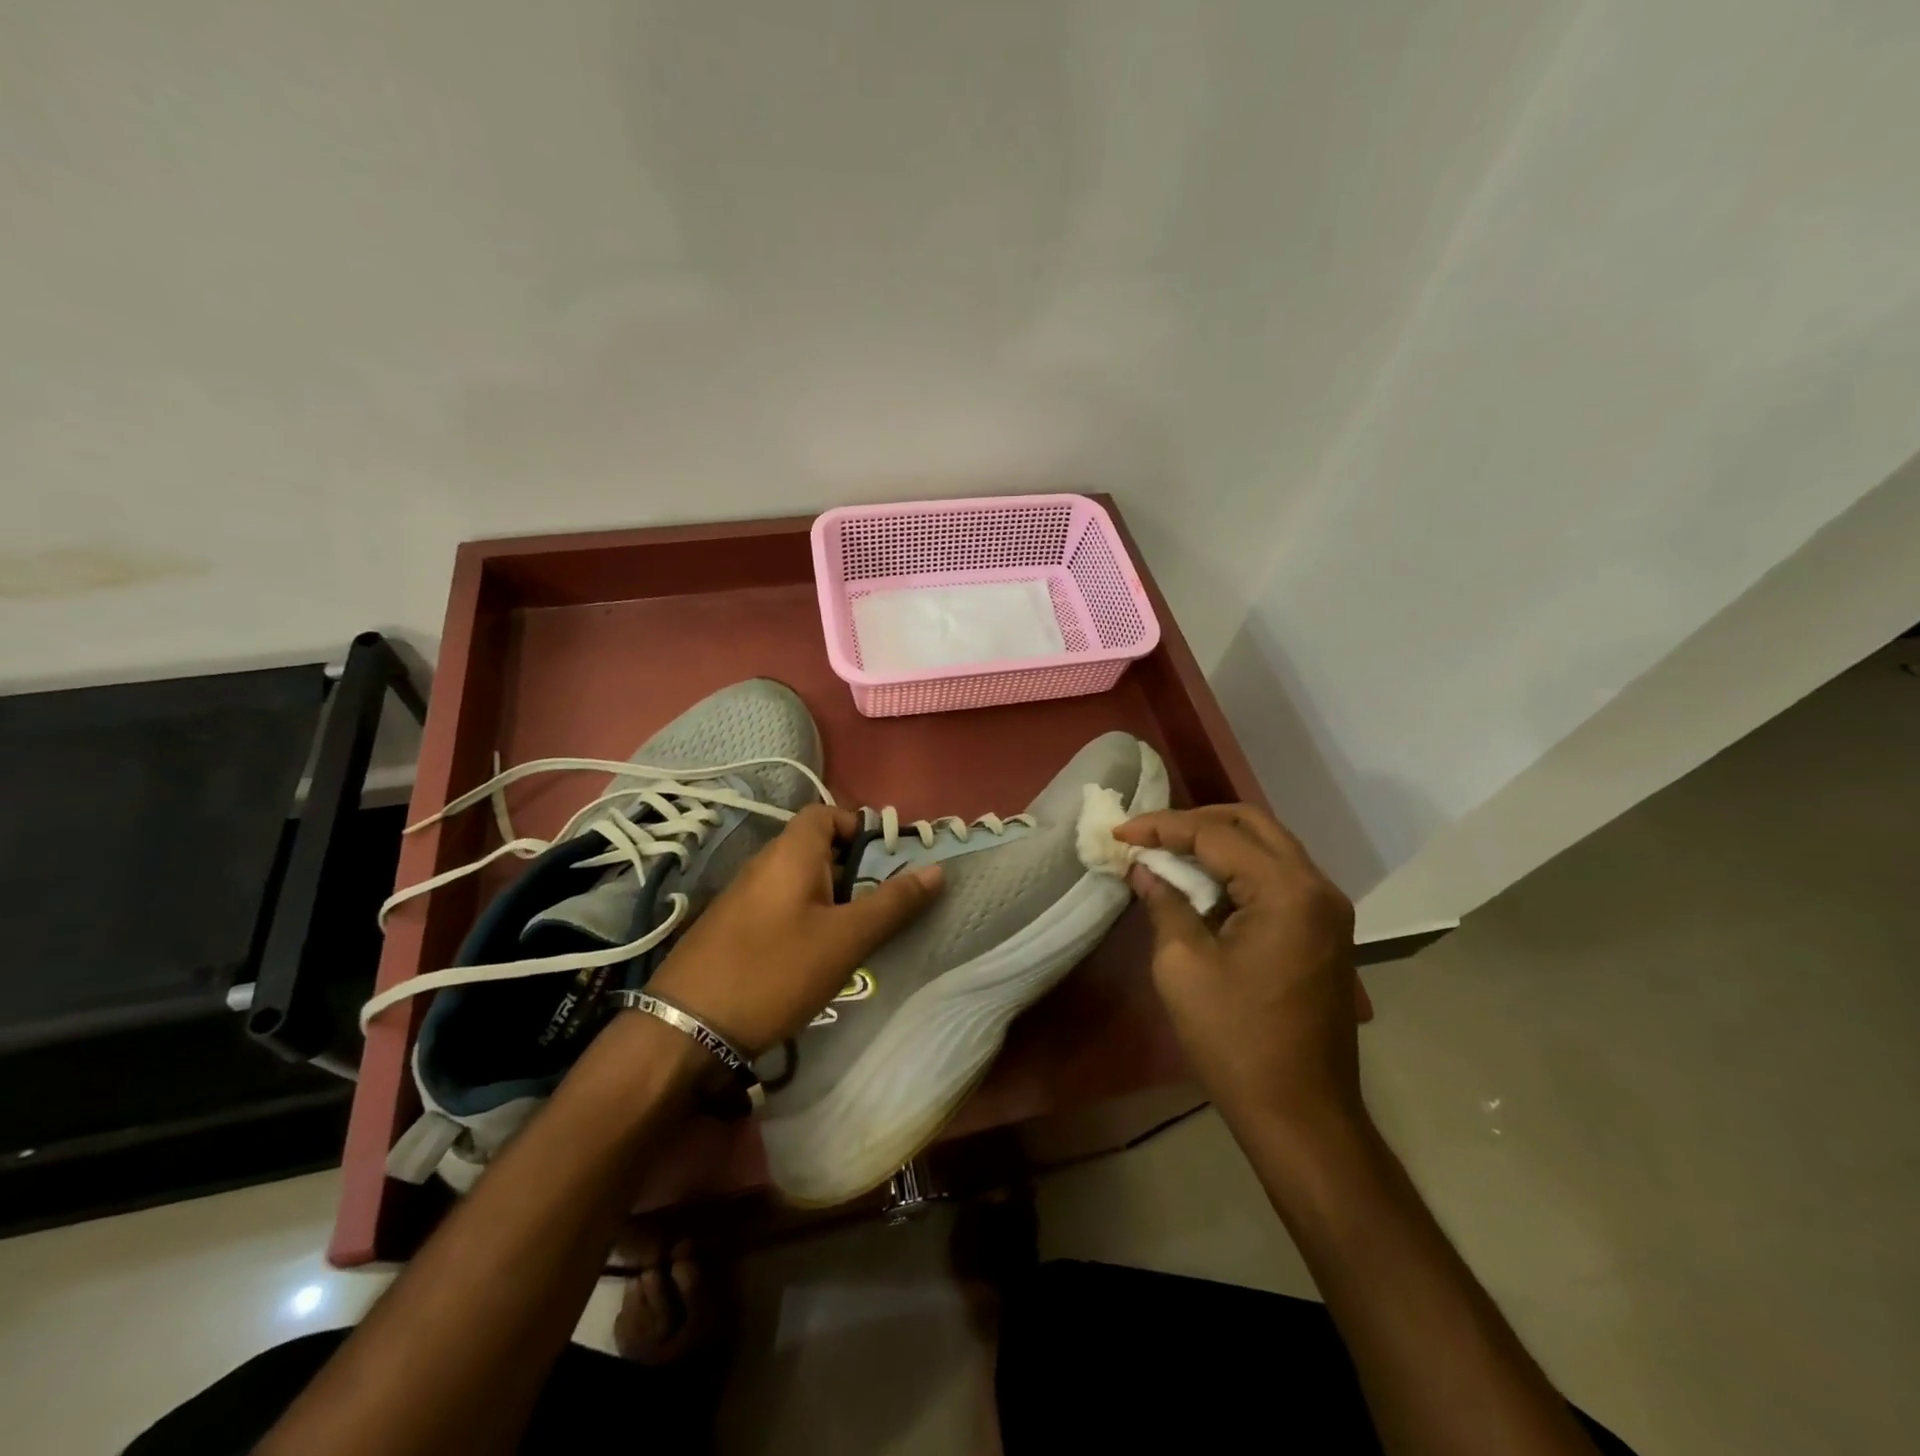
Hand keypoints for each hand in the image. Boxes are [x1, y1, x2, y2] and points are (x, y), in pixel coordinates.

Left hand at [645, 805, 942, 1056]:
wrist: (686, 1029)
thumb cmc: (775, 970)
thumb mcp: (845, 938)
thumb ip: (892, 903)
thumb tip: (935, 870)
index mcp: (791, 852)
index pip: (827, 813)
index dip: (860, 827)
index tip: (889, 860)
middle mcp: (764, 863)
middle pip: (817, 847)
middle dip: (855, 869)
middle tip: (882, 903)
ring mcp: (743, 896)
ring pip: (800, 880)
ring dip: (833, 897)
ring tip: (857, 933)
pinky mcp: (733, 927)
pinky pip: (782, 905)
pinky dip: (807, 917)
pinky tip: (817, 956)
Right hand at [1115, 805, 1367, 1144]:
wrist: (1301, 1115)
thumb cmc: (1235, 1040)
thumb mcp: (1183, 966)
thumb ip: (1165, 903)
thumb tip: (1144, 869)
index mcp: (1287, 891)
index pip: (1217, 835)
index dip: (1163, 827)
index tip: (1121, 833)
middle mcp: (1317, 887)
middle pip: (1252, 824)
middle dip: (1194, 822)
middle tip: (1149, 835)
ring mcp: (1327, 909)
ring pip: (1268, 847)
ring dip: (1217, 842)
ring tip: (1168, 853)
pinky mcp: (1323, 931)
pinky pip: (1278, 877)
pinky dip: (1238, 869)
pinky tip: (1202, 884)